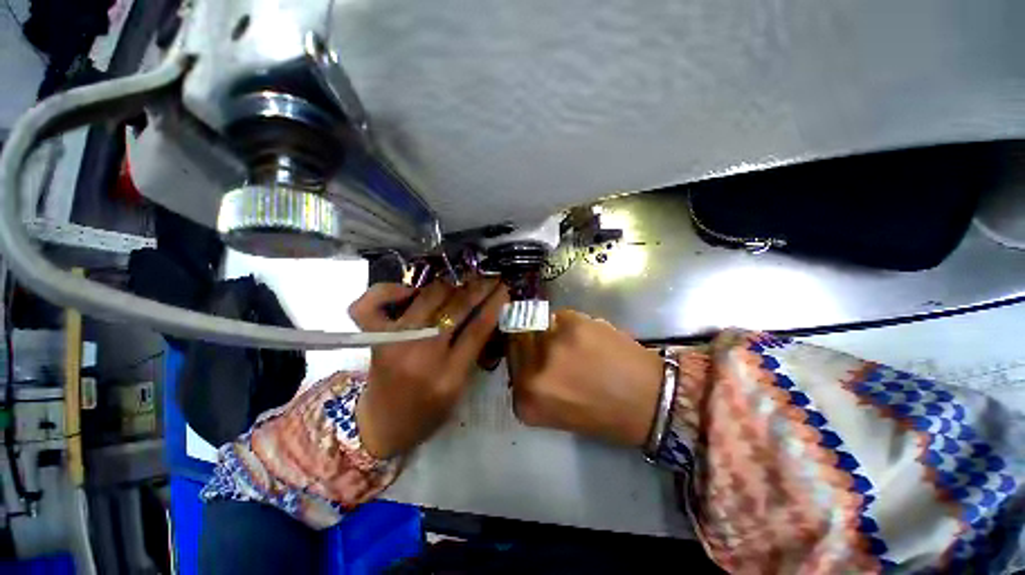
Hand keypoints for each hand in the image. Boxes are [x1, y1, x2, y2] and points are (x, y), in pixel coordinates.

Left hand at [349, 276, 508, 458]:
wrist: (381, 426)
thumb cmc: (428, 412)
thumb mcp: (460, 387)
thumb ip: (473, 351)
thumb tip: (485, 312)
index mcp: (448, 375)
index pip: (477, 329)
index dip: (494, 303)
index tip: (504, 286)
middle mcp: (420, 355)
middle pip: (454, 308)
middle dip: (477, 287)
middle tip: (489, 276)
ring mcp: (392, 342)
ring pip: (426, 297)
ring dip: (448, 284)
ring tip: (461, 279)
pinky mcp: (372, 337)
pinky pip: (372, 303)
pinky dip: (389, 290)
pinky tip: (409, 291)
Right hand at [507, 310, 663, 446]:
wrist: (650, 400)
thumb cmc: (606, 415)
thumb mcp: (559, 413)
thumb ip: (536, 389)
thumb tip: (528, 363)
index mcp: (529, 400)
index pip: (510, 369)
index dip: (522, 359)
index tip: (533, 358)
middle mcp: (534, 371)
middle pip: (519, 343)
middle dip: (532, 344)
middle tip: (553, 349)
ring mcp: (553, 344)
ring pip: (538, 326)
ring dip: (551, 333)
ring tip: (575, 344)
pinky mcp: (573, 324)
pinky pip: (560, 316)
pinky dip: (569, 324)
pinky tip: (587, 337)